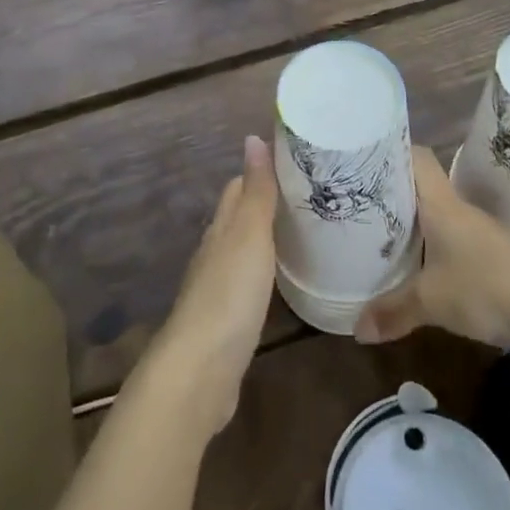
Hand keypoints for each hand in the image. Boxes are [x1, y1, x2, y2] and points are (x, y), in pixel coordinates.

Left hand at [140, 135, 277, 435]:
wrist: (199, 372)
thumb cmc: (229, 295)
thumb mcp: (249, 235)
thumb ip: (256, 191)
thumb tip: (253, 137)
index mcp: (221, 229)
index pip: (238, 188)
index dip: (262, 172)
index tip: (295, 162)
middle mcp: (216, 253)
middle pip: (240, 218)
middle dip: (267, 203)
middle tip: (309, 195)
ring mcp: (219, 289)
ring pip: (244, 251)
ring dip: (267, 238)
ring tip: (304, 231)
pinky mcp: (228, 322)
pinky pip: (249, 284)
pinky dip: (266, 272)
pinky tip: (282, 279)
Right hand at [356, 146, 509, 348]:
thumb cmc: (485, 287)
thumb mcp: (431, 301)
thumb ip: (392, 311)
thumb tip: (356, 329)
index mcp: (440, 203)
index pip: (416, 156)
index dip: (391, 152)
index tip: (362, 161)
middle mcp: (457, 208)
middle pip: (421, 185)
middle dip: (392, 191)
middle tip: (358, 202)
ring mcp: (476, 231)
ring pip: (435, 213)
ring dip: (412, 221)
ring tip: (379, 233)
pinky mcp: (489, 255)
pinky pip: (450, 238)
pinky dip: (431, 246)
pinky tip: (417, 266)